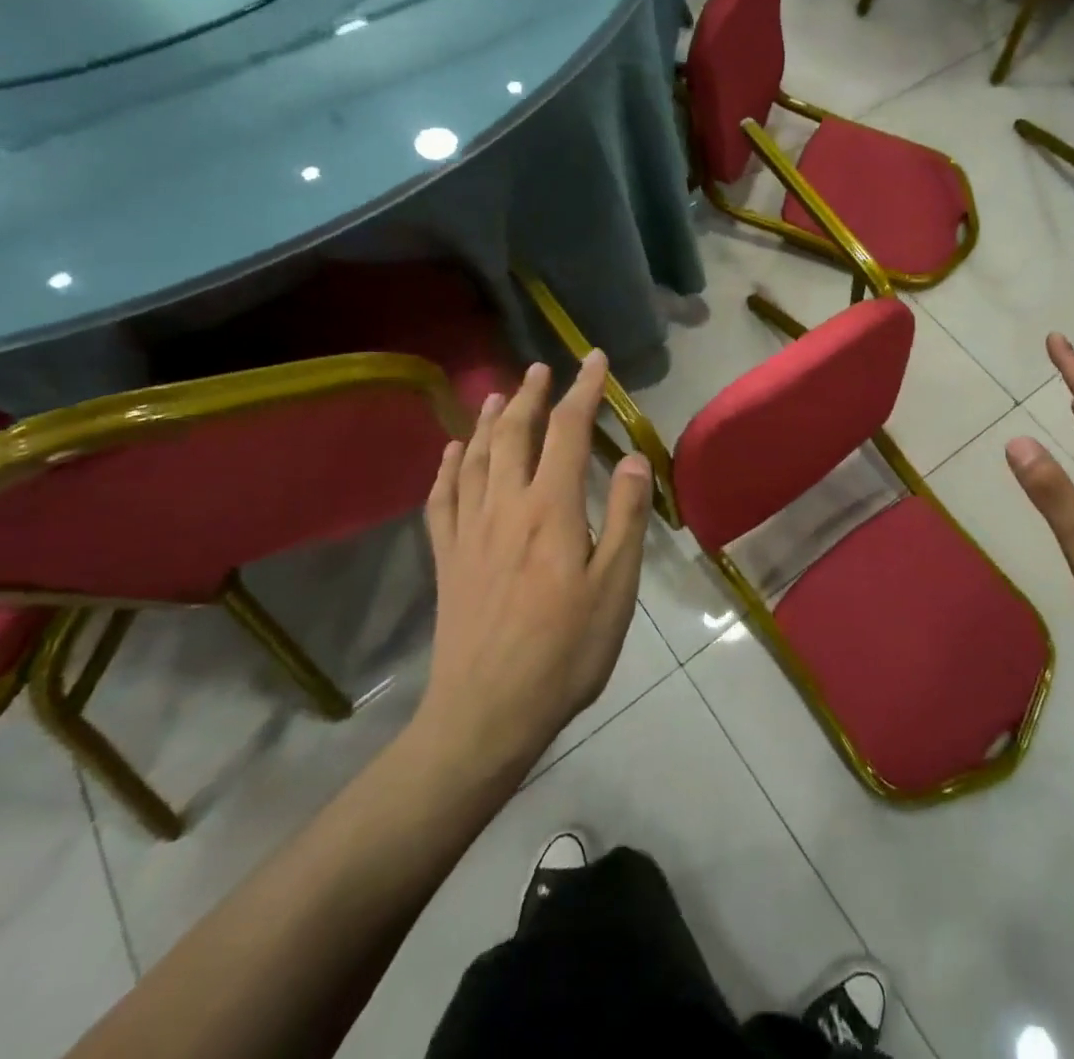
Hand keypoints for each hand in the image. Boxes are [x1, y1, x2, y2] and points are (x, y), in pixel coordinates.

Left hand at [414, 354, 652, 777]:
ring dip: (489, 421)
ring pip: (475, 458)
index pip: (568, 431)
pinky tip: (453, 452)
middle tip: (540, 369)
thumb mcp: (615, 586)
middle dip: (531, 396)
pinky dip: (447, 467)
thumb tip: (631, 459)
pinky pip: (442, 499)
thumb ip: (624, 517)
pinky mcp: (448, 559)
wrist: (488, 713)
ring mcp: (469, 532)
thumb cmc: (566, 651)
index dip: (583, 391)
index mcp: (551, 509)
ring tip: (498, 395)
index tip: (594, 360)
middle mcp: (505, 506)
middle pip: (515, 434)